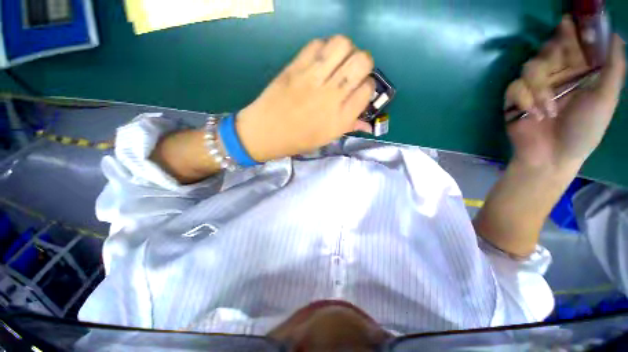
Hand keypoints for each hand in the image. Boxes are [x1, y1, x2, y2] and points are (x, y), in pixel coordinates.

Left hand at [236, 36, 374, 161]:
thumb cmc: (298, 140)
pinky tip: (320, 60)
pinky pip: (318, 44)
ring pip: (343, 45)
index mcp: (340, 118)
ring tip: (338, 62)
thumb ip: (350, 126)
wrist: (266, 132)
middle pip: (362, 61)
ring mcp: (313, 78)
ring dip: (346, 50)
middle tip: (353, 71)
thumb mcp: (327, 138)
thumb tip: (369, 123)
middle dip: (363, 63)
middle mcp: (331, 96)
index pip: (368, 89)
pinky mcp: (296, 67)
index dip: (368, 86)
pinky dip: (324, 48)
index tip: (361, 89)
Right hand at [505, 16, 625, 170]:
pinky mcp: (515, 99)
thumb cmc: (584, 130)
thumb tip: (615, 35)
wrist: (552, 157)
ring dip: (539, 87)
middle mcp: (557, 73)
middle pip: (549, 47)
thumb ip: (613, 68)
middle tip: (561, 69)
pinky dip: (524, 100)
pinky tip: (533, 115)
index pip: (574, 41)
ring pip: (530, 66)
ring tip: (548, 110)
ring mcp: (535, 86)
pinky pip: (515, 87)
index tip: (572, 23)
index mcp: (580, 71)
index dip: (573, 30)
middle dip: (554, 54)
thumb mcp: (606, 99)